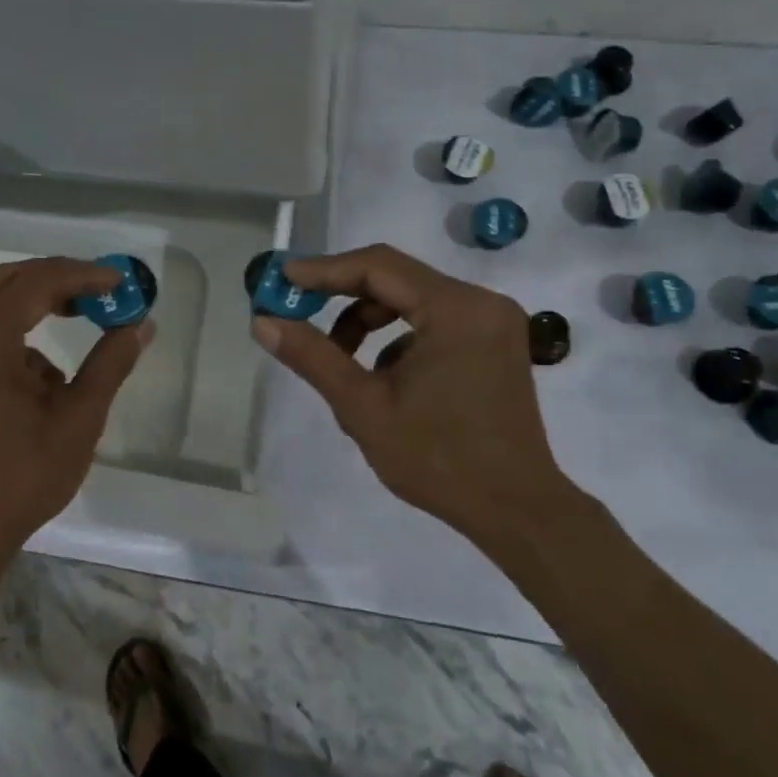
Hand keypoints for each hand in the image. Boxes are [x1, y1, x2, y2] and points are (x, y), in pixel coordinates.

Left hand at [0, 256, 148, 560]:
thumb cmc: (22, 478)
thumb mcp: (79, 419)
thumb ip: (110, 363)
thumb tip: (140, 324)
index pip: (36, 281)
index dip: (82, 274)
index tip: (120, 283)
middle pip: (7, 281)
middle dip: (57, 280)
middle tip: (100, 293)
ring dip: (36, 305)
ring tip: (79, 325)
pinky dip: (15, 335)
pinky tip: (42, 376)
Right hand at [250, 244, 576, 543]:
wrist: (514, 510)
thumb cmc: (437, 459)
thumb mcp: (363, 407)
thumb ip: (313, 357)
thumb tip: (263, 322)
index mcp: (456, 309)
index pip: (378, 266)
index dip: (323, 270)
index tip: (281, 280)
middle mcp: (481, 302)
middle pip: (396, 280)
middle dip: (343, 299)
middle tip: (298, 317)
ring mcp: (493, 323)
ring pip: (413, 302)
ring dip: (369, 323)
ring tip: (341, 364)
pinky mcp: (494, 344)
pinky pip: (433, 323)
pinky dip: (399, 341)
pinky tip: (383, 382)